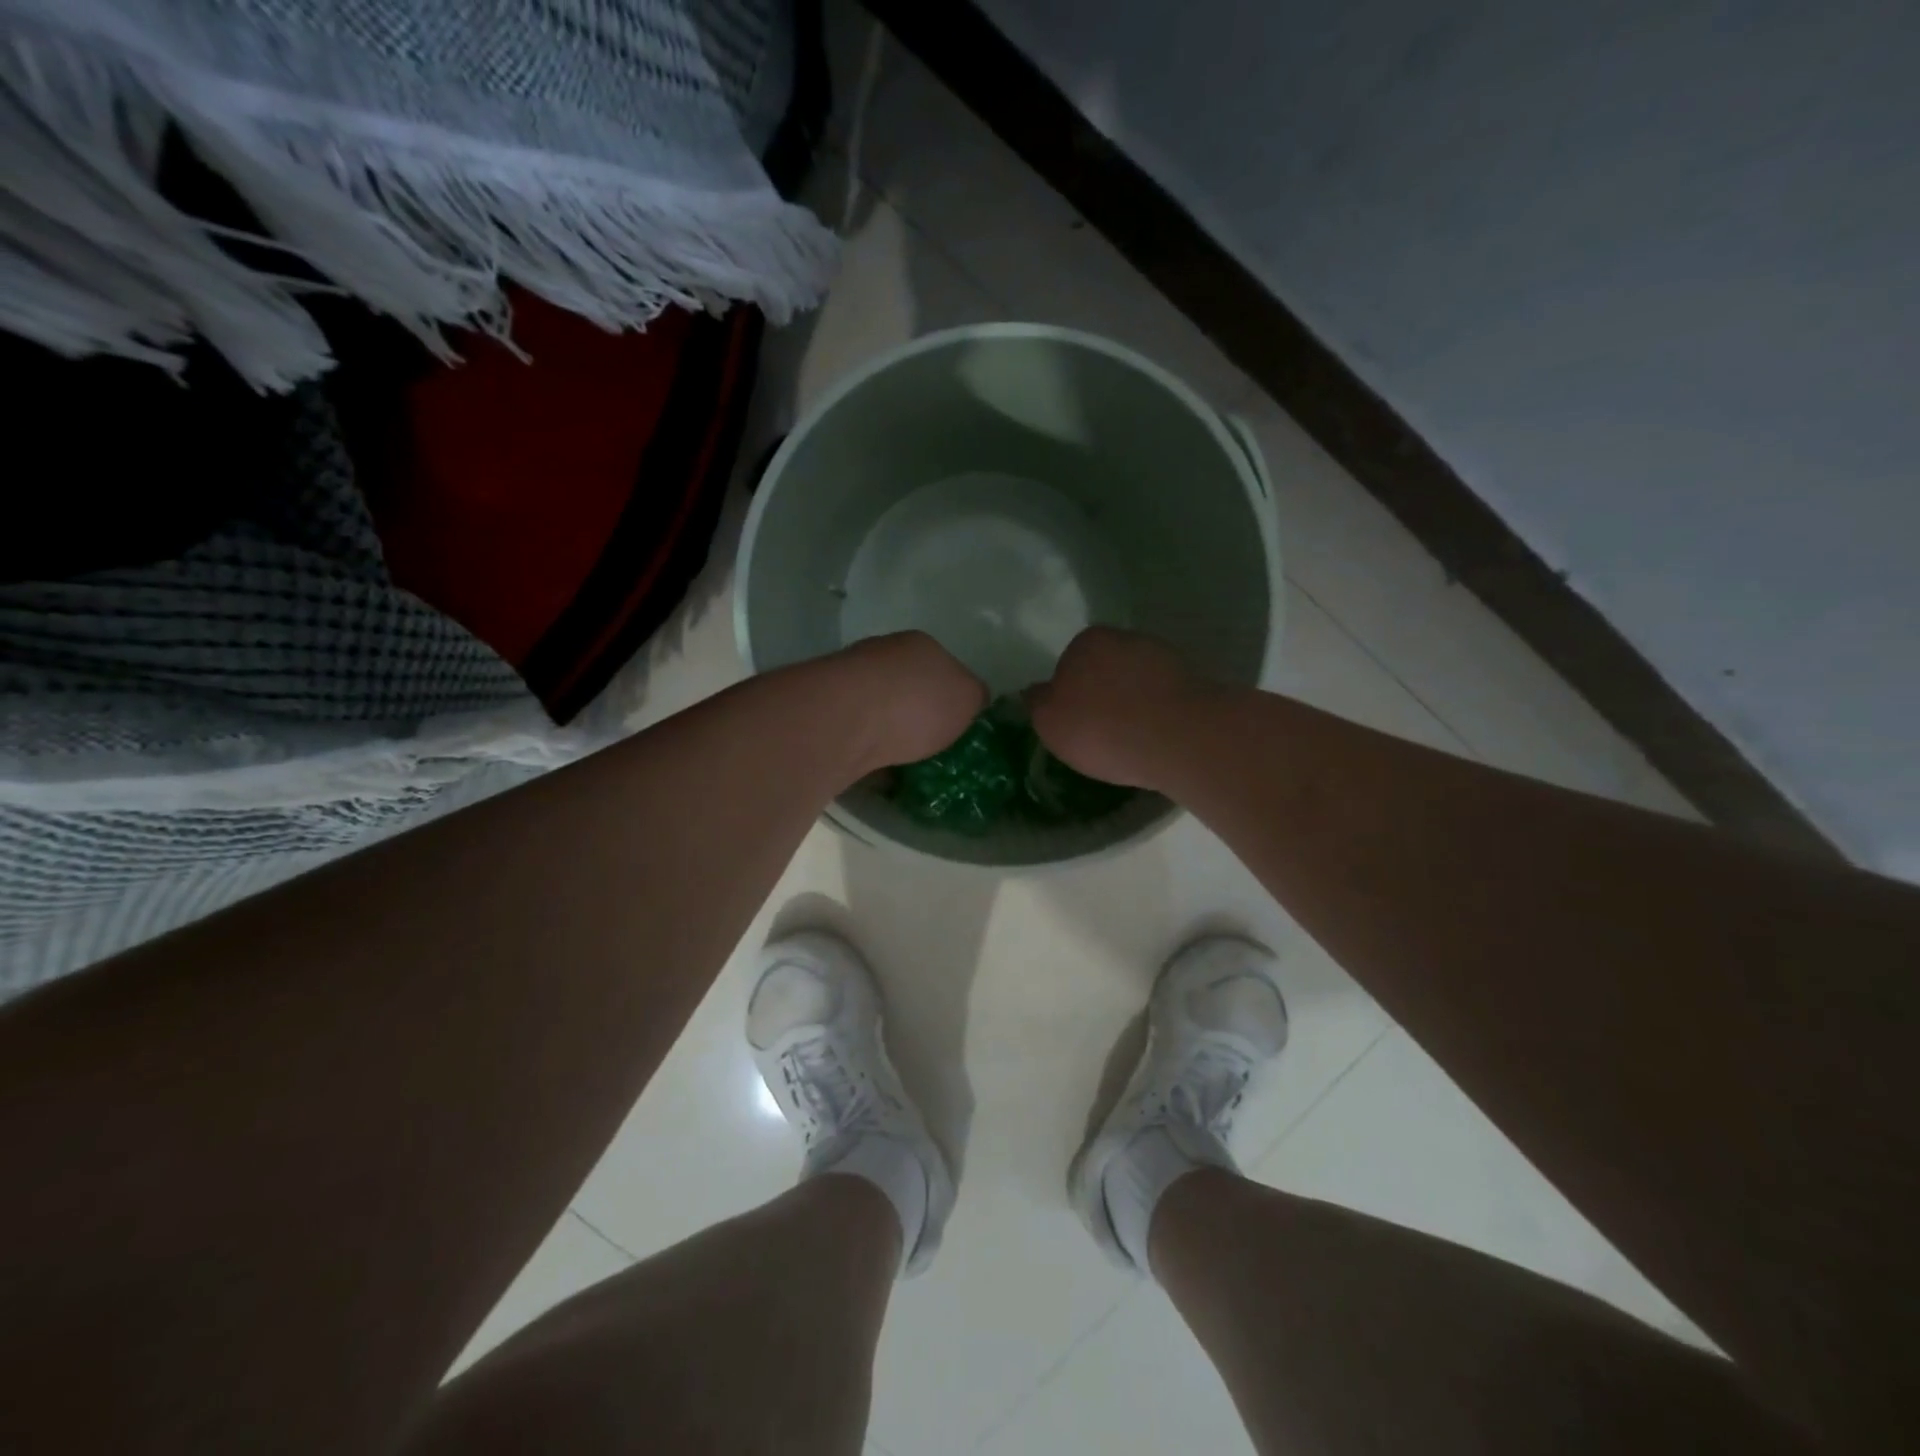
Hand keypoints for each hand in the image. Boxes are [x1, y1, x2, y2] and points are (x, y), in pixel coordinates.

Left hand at [832, 632, 986, 772]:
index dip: (953, 697)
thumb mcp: (968, 697)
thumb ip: (974, 697)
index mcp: (920, 645)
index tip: (957, 726)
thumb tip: (972, 700)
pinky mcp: (827, 714)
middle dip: (919, 716)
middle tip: (933, 749)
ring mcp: (850, 682)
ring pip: (880, 710)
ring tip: (906, 765)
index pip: (944, 667)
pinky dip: (869, 750)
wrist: (846, 720)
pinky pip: (858, 735)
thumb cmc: (917, 703)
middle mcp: (882, 655)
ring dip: (891, 733)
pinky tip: (878, 771)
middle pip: (909, 687)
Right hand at [1027, 628, 1214, 789]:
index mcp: (1086, 642)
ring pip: (1137, 681)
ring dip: (1133, 703)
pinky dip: (1158, 713)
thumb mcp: (1050, 723)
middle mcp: (1125, 639)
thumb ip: (1037, 703)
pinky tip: (1156, 739)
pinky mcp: (1193, 679)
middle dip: (1103, 694)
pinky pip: (1164, 697)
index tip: (1075, 722)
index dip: (1069, 694)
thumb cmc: (1101, 728)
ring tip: (1131, 740)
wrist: (1177, 738)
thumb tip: (1035, 692)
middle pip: (1105, 669)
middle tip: (1101, 732)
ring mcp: (1163, 656)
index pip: (1068, 663)